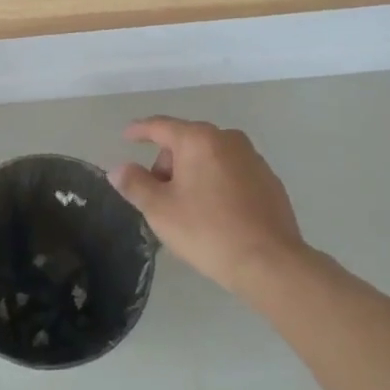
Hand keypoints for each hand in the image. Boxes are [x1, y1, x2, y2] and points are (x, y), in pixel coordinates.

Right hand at [110, 118, 306, 295]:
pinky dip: (217, 182)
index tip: (126, 137)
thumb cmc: (207, 230)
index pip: (160, 126)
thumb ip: (135, 184)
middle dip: (168, 162)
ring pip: (210, 156)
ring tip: (187, 207)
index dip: (139, 131)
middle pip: (186, 141)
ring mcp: (253, 158)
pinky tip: (215, 213)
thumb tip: (119, 169)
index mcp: (198, 139)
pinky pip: (231, 171)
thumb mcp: (160, 210)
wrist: (270, 262)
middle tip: (158, 194)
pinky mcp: (269, 180)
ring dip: (193, 172)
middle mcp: (227, 139)